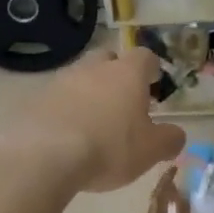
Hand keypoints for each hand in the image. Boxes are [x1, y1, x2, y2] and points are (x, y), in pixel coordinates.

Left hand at [12, 49, 185, 192]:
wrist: (44, 156)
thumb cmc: (109, 148)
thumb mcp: (150, 151)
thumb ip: (170, 140)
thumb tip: (177, 135)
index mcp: (127, 74)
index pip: (144, 56)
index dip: (150, 68)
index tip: (153, 84)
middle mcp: (94, 68)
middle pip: (108, 59)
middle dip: (116, 74)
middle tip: (122, 101)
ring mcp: (61, 80)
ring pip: (80, 77)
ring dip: (88, 92)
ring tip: (93, 122)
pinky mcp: (36, 99)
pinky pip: (57, 98)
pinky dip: (65, 110)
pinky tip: (66, 134)